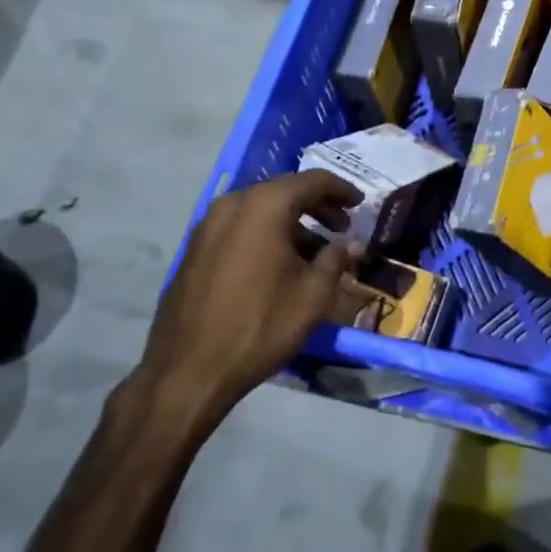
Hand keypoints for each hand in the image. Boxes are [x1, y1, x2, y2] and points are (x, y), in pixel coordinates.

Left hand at [131, 171, 362, 431]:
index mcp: (265, 206)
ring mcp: (208, 226)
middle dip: (317, 206)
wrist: (190, 369)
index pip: (312, 181)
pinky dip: (265, 235)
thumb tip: (349, 245)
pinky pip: (239, 228)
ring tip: (315, 252)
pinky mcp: (194, 249)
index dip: (341, 189)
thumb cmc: (260, 325)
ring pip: (260, 210)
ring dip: (291, 223)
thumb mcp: (312, 295)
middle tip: (342, 227)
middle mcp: (233, 205)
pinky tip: (279, 264)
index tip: (360, 203)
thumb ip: (335, 260)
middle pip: (283, 191)